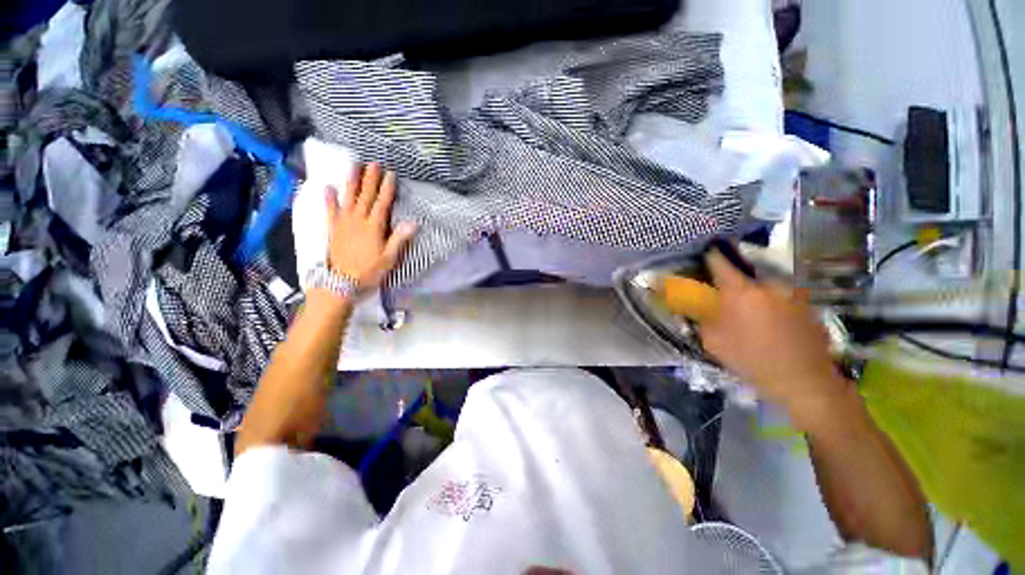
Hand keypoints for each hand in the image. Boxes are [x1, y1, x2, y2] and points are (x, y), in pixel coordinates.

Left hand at [325, 162, 417, 290]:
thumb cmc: (369, 271)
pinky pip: (330, 210)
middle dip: (370, 179)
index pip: (382, 203)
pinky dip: (329, 198)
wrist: (341, 283)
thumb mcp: (389, 258)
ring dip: (351, 182)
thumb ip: (399, 239)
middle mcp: (358, 220)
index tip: (390, 174)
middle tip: (373, 163)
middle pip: (365, 196)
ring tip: (353, 166)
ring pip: (348, 198)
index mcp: (374, 227)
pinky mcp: (332, 228)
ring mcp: (343, 223)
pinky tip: (327, 187)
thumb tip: (413, 223)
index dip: (387, 188)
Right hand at [697, 249, 853, 423]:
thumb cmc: (752, 360)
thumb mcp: (713, 341)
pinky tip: (772, 322)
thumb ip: (701, 317)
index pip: (719, 260)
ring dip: (754, 291)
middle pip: (743, 271)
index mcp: (741, 290)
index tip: (703, 256)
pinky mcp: (807, 304)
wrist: (804, 381)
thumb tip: (695, 304)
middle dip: (732, 279)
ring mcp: (792, 292)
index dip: (709, 256)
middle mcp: (767, 284)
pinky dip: (772, 302)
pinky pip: (781, 295)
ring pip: (764, 283)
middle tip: (726, 294)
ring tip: (751, 311)